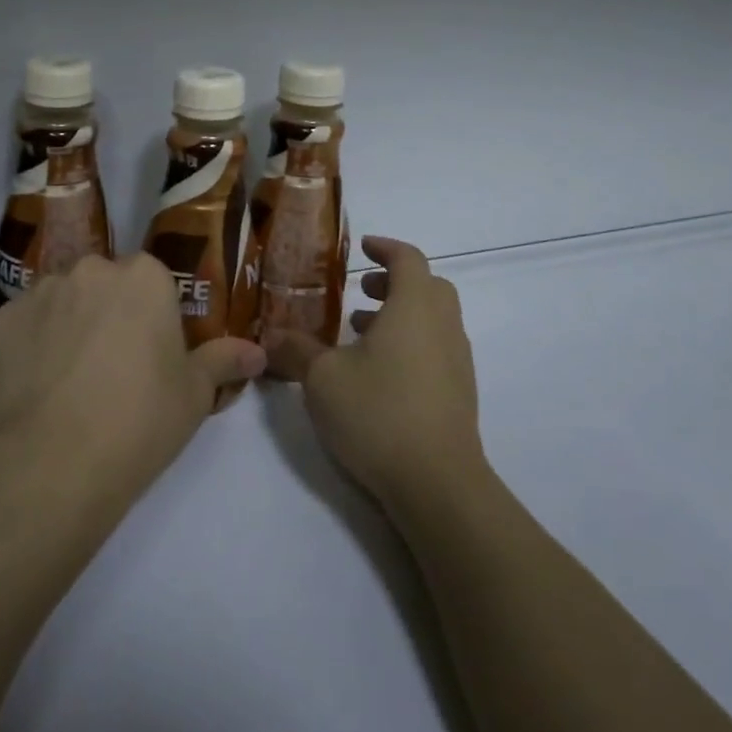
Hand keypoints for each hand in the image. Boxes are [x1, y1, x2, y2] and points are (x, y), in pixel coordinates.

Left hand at [0, 254, 265, 502]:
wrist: (56, 462)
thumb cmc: (141, 420)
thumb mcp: (195, 394)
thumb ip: (224, 361)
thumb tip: (258, 353)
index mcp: (144, 276)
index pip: (152, 280)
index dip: (153, 316)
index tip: (152, 352)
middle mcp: (91, 269)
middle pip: (105, 283)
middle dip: (109, 312)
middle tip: (113, 365)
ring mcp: (42, 291)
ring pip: (63, 299)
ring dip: (70, 323)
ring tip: (70, 377)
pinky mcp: (2, 319)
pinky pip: (26, 322)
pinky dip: (32, 342)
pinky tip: (37, 383)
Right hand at [265, 236, 484, 510]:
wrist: (438, 483)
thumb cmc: (378, 413)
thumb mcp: (322, 378)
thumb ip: (297, 350)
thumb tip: (272, 334)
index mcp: (414, 307)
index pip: (408, 258)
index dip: (385, 248)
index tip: (362, 247)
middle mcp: (443, 325)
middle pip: (427, 286)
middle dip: (394, 281)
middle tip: (360, 292)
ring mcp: (457, 361)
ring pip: (433, 319)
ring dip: (400, 315)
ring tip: (360, 334)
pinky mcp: (460, 393)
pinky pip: (436, 348)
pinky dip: (411, 343)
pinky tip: (379, 374)